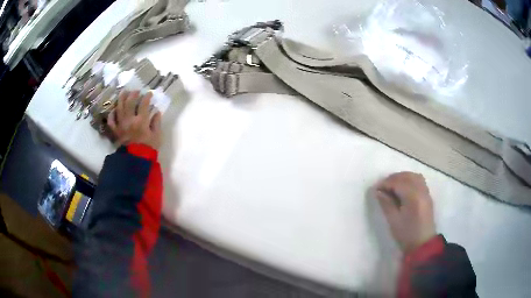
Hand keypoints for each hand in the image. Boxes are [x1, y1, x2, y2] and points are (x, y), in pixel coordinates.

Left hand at [108, 90, 161, 149]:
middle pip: (129, 102)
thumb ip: (156, 123)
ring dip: (122, 98)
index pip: (144, 104)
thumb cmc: (148, 149)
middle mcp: (129, 120)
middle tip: (136, 91)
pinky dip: (112, 114)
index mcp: (141, 121)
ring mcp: (121, 125)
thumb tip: (157, 112)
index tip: (149, 93)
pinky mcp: (116, 131)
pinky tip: (114, 110)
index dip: (147, 97)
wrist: (136, 161)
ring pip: (119, 108)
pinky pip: (111, 121)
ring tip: (124, 92)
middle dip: (133, 94)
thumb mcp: (157, 136)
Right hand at [375, 172, 435, 252]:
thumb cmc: (406, 234)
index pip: (398, 182)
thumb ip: (386, 203)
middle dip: (393, 178)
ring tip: (392, 185)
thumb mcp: (393, 220)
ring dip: (402, 177)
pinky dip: (410, 180)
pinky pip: (419, 181)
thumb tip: (378, 191)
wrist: (422, 244)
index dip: (385, 183)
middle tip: (382, 187)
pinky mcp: (427, 196)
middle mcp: (421, 190)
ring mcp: (426, 192)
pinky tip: (403, 188)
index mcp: (413, 197)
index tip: (375, 189)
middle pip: (406, 176)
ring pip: (414, 176)